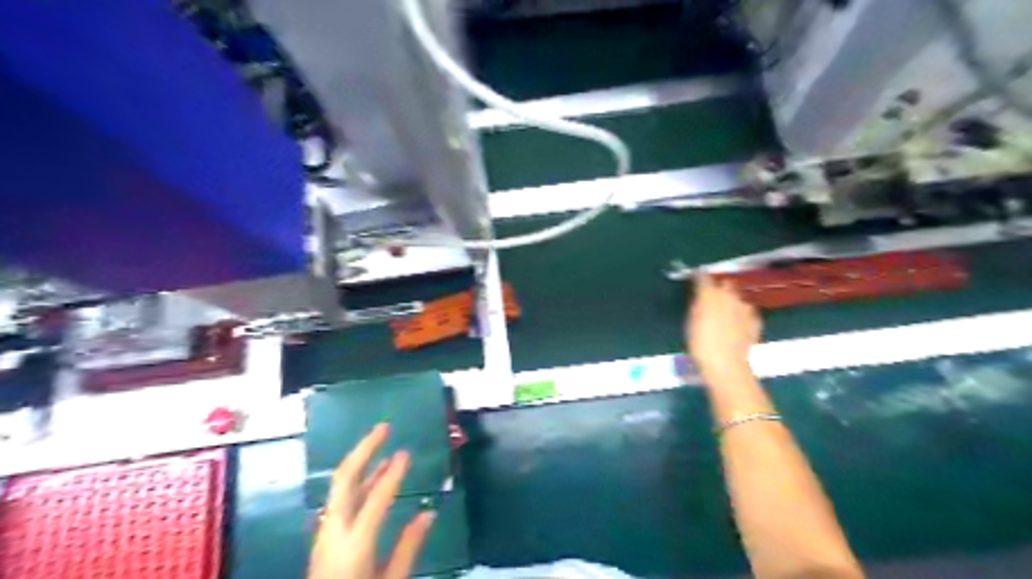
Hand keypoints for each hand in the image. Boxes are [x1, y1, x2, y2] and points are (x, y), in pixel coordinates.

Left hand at [308, 422, 432, 578]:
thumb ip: (409, 546)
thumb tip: (430, 513)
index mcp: (354, 543)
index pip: (376, 499)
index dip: (393, 474)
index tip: (407, 452)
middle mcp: (335, 529)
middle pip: (345, 478)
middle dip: (364, 449)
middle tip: (384, 427)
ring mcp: (325, 530)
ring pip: (341, 485)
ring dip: (361, 462)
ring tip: (383, 446)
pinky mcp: (324, 534)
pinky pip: (341, 497)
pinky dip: (358, 481)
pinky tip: (373, 478)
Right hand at [688, 273, 759, 379]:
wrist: (726, 365)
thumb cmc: (700, 345)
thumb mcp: (690, 323)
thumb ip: (697, 305)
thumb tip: (700, 296)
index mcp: (709, 295)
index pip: (703, 277)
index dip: (698, 277)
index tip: (695, 279)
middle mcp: (729, 296)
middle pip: (725, 284)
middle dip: (719, 287)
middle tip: (711, 298)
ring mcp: (745, 308)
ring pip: (738, 297)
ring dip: (732, 301)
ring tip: (725, 312)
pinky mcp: (755, 320)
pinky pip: (747, 311)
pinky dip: (741, 314)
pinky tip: (737, 323)